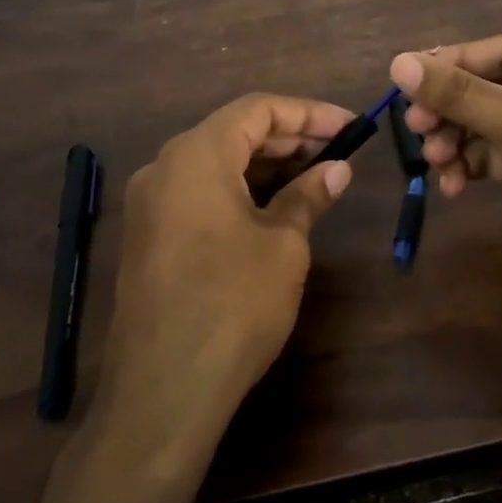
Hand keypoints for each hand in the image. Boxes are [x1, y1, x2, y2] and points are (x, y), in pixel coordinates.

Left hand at [89, 94, 354, 456]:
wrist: (164, 393)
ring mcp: (151, 205)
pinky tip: (276, 206)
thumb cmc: (233, 304)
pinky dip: (240, 189)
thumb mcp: (284, 244)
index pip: (257, 109)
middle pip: (234, 131)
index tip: (351, 126)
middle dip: (290, 136)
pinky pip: (200, 192)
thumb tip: (336, 169)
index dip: (309, 113)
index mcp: (196, 155)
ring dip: (267, 164)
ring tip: (315, 175)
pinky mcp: (149, 237)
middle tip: (339, 150)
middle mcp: (164, 168)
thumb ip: (308, 195)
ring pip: (217, 163)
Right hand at [389, 35, 501, 335]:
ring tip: (434, 161)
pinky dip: (476, 164)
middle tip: (415, 127)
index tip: (408, 80)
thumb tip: (398, 62)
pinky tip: (452, 186)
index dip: (456, 62)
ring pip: (498, 122)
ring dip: (460, 139)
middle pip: (500, 85)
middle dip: (456, 108)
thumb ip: (459, 94)